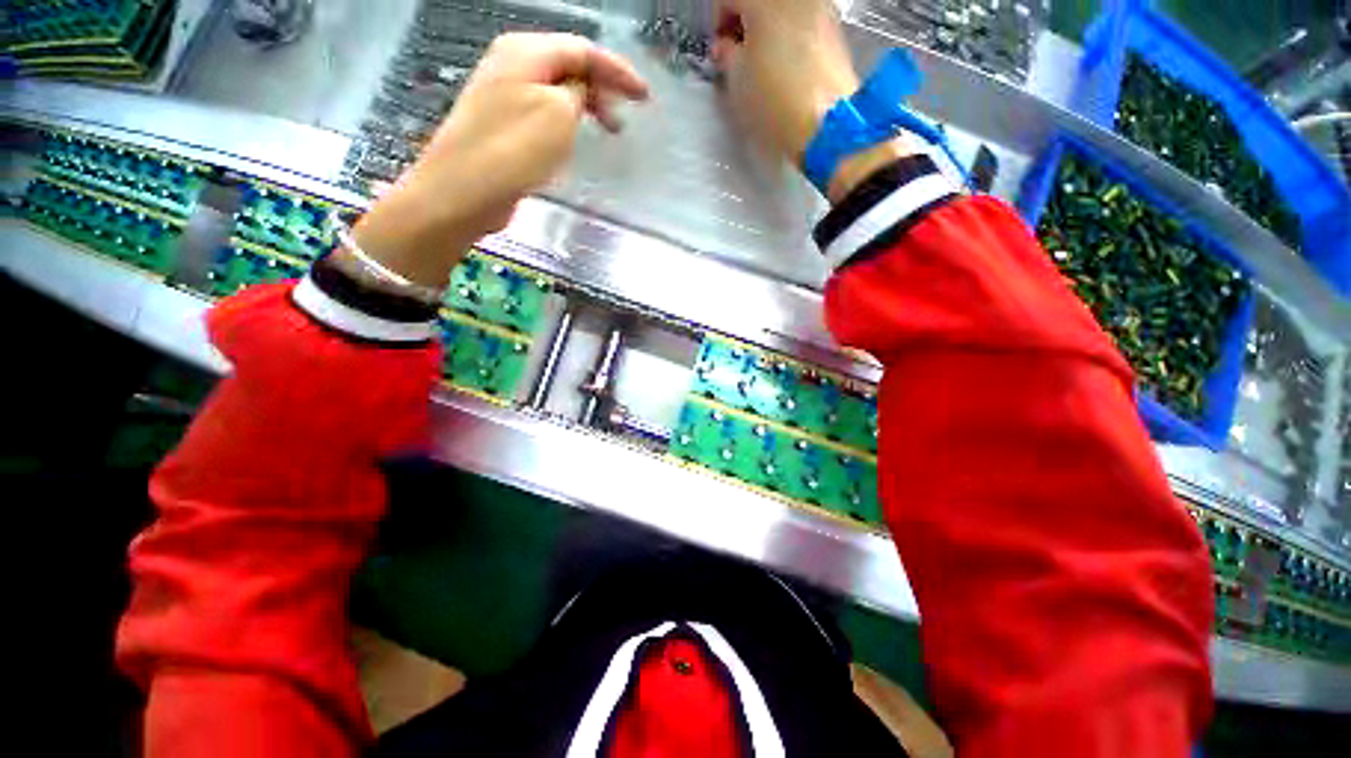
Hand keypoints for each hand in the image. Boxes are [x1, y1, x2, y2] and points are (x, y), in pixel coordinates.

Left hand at [352, 33, 648, 287]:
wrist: (463, 190)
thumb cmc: (513, 150)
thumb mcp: (556, 113)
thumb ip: (576, 91)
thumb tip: (580, 89)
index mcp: (525, 52)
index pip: (583, 50)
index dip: (618, 71)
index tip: (644, 96)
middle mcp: (511, 64)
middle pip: (568, 65)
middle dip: (602, 87)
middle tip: (625, 116)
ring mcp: (503, 94)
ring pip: (556, 89)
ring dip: (585, 105)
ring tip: (606, 129)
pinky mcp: (502, 124)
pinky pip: (543, 111)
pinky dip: (566, 120)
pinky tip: (574, 138)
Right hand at [714, 0, 921, 202]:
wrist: (825, 124)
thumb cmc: (774, 100)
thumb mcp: (736, 81)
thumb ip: (726, 55)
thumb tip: (726, 47)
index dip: (717, 24)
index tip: (718, 51)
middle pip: (758, 1)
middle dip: (744, 24)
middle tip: (738, 56)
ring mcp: (819, 9)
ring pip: (782, 11)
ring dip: (767, 30)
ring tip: (762, 65)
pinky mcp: (835, 30)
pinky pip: (802, 23)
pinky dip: (789, 37)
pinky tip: (786, 68)